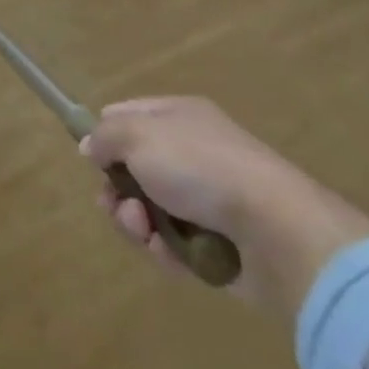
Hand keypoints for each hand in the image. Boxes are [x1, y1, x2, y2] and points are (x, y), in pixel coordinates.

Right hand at [81, 97, 368, 318]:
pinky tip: (167, 253)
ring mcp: (207, 200)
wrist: (278, 231)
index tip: (93, 159)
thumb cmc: (200, 167)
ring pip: (150, 210)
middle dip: (117, 190)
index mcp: (177, 116)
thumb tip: (90, 146)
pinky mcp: (219, 245)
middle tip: (117, 204)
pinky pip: (174, 244)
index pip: (126, 116)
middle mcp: (191, 153)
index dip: (104, 136)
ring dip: (136, 222)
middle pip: (133, 169)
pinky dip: (164, 250)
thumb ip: (105, 137)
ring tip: (145, 231)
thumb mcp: (137, 135)